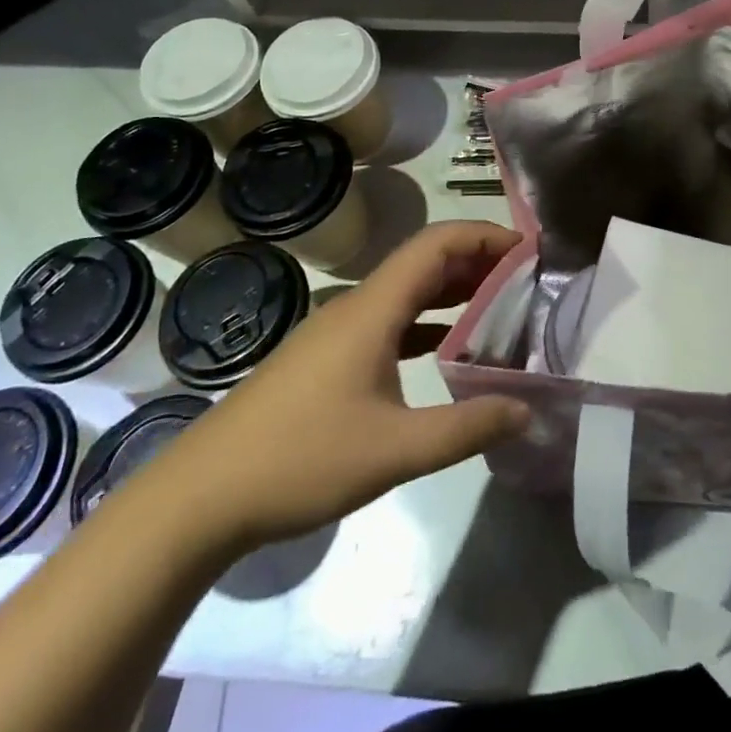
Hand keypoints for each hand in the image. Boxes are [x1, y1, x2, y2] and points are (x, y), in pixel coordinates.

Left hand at [145, 221, 531, 555]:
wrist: (202, 496)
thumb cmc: (300, 460)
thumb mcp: (393, 450)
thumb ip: (465, 429)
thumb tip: (527, 410)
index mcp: (374, 307)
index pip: (437, 243)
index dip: (484, 235)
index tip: (528, 250)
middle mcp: (358, 305)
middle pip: (425, 261)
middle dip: (477, 261)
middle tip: (526, 281)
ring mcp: (339, 330)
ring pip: (407, 291)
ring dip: (453, 291)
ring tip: (501, 308)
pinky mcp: (328, 357)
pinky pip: (390, 320)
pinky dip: (427, 322)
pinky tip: (448, 350)